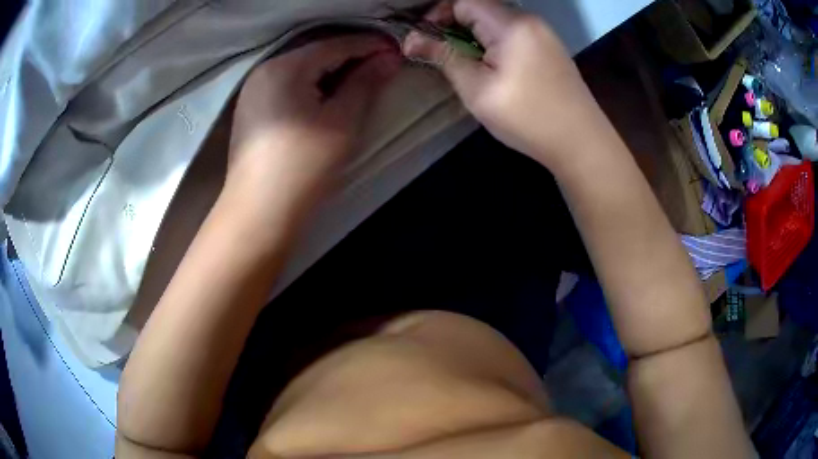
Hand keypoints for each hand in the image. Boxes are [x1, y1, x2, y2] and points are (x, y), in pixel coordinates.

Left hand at [226, 34, 401, 214]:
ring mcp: (253, 90)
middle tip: (383, 65)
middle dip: (351, 57)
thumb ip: (366, 84)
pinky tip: (328, 95)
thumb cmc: (304, 167)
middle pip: (315, 54)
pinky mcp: (251, 110)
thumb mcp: (342, 122)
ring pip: (301, 69)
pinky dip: (312, 84)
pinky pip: (288, 85)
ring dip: (332, 71)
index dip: (369, 45)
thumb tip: (389, 58)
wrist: (259, 213)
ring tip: (362, 78)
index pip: (335, 45)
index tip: (397, 50)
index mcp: (285, 67)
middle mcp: (264, 70)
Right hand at [403, 0, 602, 169]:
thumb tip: (410, 39)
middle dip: (456, 27)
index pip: (464, 2)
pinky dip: (496, 44)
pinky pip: (515, 35)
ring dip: (475, 37)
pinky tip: (495, 69)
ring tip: (468, 65)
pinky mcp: (551, 49)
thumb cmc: (527, 117)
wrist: (581, 143)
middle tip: (444, 55)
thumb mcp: (477, 90)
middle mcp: (531, 20)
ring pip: (498, 23)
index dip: (437, 15)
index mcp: (512, 24)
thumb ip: (444, 57)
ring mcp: (545, 34)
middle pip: (482, 9)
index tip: (424, 39)